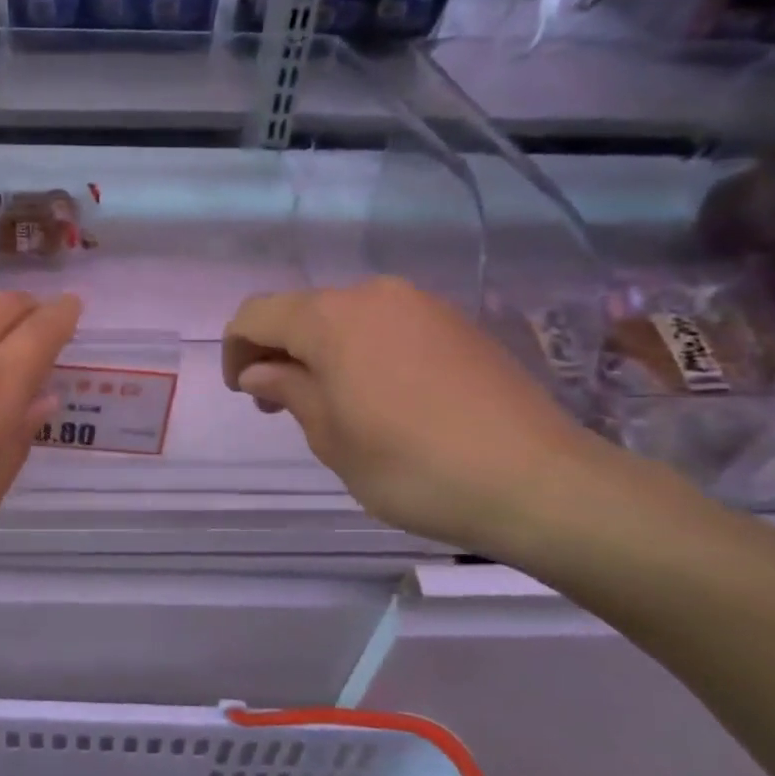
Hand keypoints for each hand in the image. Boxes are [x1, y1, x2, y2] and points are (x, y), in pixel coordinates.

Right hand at [222, 277, 610, 554]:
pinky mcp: (457, 324)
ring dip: (322, 352)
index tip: (244, 393)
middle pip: (302, 311)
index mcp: (331, 318)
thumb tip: (260, 370)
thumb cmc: (412, 467)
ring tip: (333, 405)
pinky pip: (388, 326)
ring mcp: (421, 305)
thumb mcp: (331, 437)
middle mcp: (373, 295)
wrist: (537, 481)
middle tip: (280, 405)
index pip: (257, 314)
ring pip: (346, 318)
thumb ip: (288, 391)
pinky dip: (364, 352)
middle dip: (279, 352)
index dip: (237, 350)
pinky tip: (382, 397)